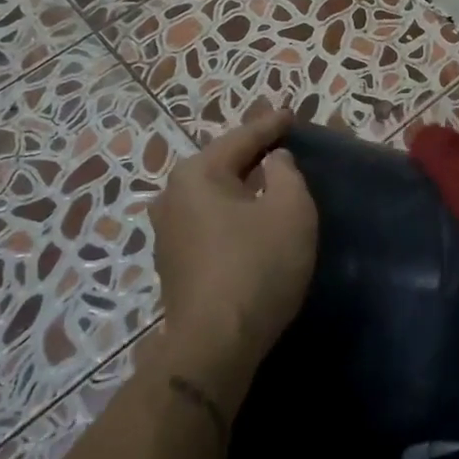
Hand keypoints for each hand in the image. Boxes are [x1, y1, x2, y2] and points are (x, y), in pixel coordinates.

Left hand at [150, 109, 317, 399]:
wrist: (215, 344)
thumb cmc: (258, 266)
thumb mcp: (291, 211)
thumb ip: (288, 174)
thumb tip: (273, 162)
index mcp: (197, 174)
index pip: (242, 139)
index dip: (271, 125)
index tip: (290, 114)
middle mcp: (173, 196)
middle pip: (222, 164)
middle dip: (252, 154)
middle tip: (281, 143)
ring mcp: (167, 232)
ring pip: (213, 195)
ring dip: (241, 185)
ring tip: (268, 177)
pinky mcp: (174, 263)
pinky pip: (209, 221)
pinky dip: (232, 212)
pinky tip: (249, 217)